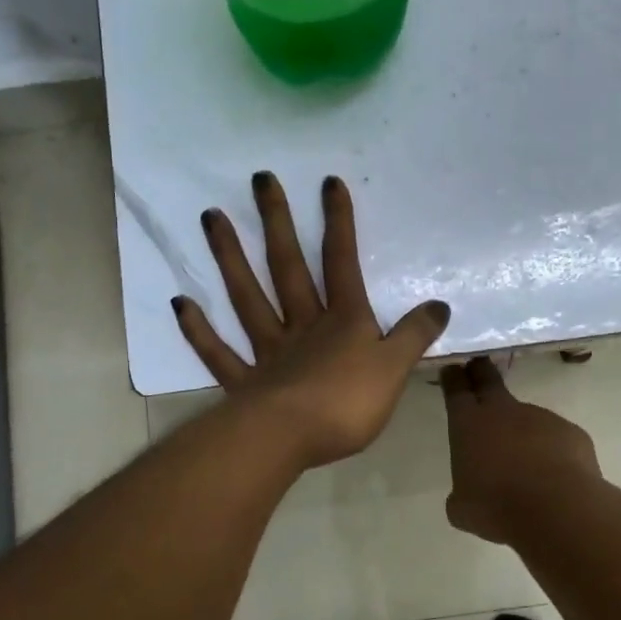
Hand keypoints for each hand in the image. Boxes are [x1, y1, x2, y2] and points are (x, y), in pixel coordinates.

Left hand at [173, 172, 450, 469]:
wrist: (291, 440)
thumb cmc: (348, 403)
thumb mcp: (395, 368)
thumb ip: (415, 335)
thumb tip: (440, 305)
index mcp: (342, 320)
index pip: (341, 262)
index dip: (338, 223)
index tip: (328, 182)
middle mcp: (302, 325)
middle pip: (288, 267)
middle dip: (277, 222)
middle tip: (259, 179)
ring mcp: (268, 351)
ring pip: (247, 297)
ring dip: (229, 257)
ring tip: (210, 217)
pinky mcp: (244, 383)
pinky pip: (219, 352)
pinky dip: (198, 330)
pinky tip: (180, 303)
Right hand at [440, 357, 601, 543]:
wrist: (556, 508)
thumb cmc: (496, 506)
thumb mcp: (463, 508)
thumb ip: (462, 493)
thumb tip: (468, 494)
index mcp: (469, 424)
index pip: (457, 390)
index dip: (453, 377)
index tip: (452, 367)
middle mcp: (504, 411)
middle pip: (489, 380)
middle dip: (481, 371)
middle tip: (478, 363)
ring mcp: (541, 418)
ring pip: (527, 418)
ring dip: (523, 432)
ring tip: (525, 464)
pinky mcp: (571, 433)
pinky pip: (556, 439)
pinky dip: (552, 452)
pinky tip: (553, 478)